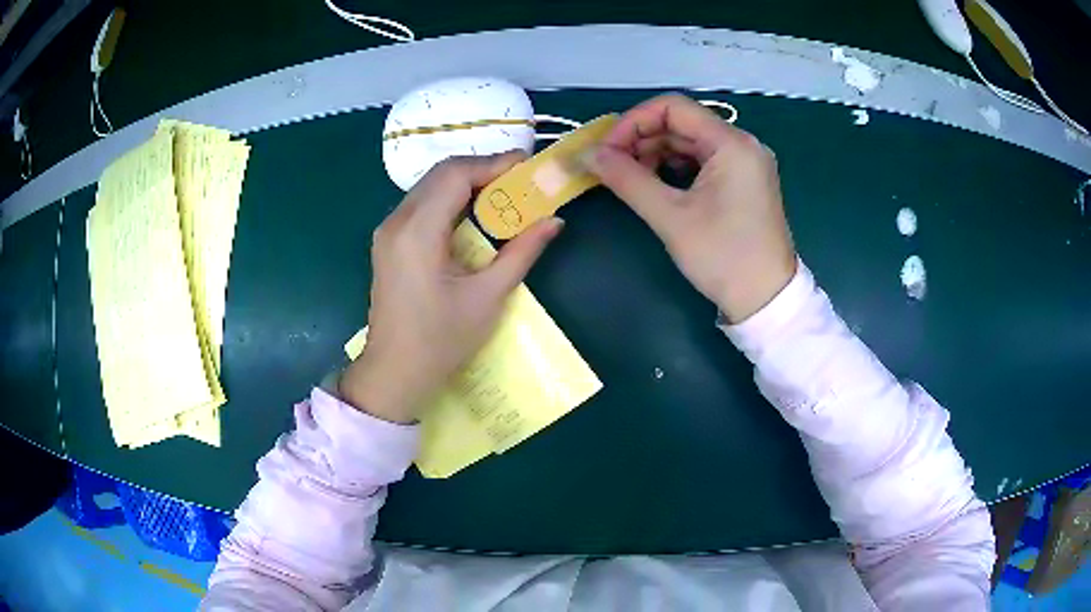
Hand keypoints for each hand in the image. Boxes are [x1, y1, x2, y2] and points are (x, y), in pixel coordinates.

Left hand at [339, 153, 563, 422]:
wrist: (394, 374)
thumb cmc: (441, 341)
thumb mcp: (488, 297)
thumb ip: (522, 252)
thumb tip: (554, 221)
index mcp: (417, 232)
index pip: (456, 174)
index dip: (494, 164)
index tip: (528, 167)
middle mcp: (396, 221)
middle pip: (440, 174)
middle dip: (482, 170)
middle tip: (519, 180)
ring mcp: (387, 231)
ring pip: (429, 187)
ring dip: (466, 183)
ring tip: (503, 194)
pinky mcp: (388, 242)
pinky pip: (421, 205)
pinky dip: (450, 200)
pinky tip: (474, 215)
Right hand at [588, 94, 796, 323]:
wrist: (766, 300)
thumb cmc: (722, 257)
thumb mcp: (671, 217)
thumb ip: (627, 179)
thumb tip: (588, 155)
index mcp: (732, 143)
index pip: (672, 107)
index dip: (632, 122)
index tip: (607, 150)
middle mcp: (742, 143)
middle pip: (681, 123)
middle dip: (641, 140)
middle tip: (611, 167)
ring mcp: (745, 162)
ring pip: (690, 142)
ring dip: (655, 154)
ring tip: (630, 179)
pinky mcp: (743, 181)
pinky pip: (702, 160)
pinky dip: (675, 167)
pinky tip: (656, 185)